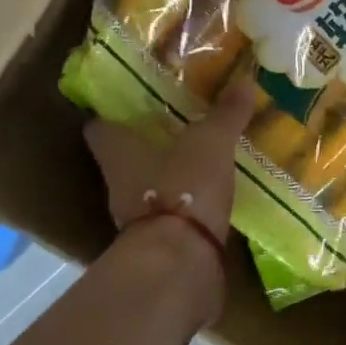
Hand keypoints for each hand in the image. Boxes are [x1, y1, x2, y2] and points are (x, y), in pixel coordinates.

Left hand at [84, 78, 256, 323]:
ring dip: (170, 178)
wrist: (180, 264)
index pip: (100, 128)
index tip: (130, 104)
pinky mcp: (163, 244)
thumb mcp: (210, 143)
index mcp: (119, 153)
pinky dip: (189, 208)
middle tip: (179, 126)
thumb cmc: (182, 189)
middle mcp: (120, 185)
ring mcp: (139, 220)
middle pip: (126, 159)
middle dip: (148, 145)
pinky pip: (175, 217)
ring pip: (149, 189)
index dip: (112, 116)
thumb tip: (245, 80)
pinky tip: (214, 198)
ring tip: (202, 160)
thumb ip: (226, 114)